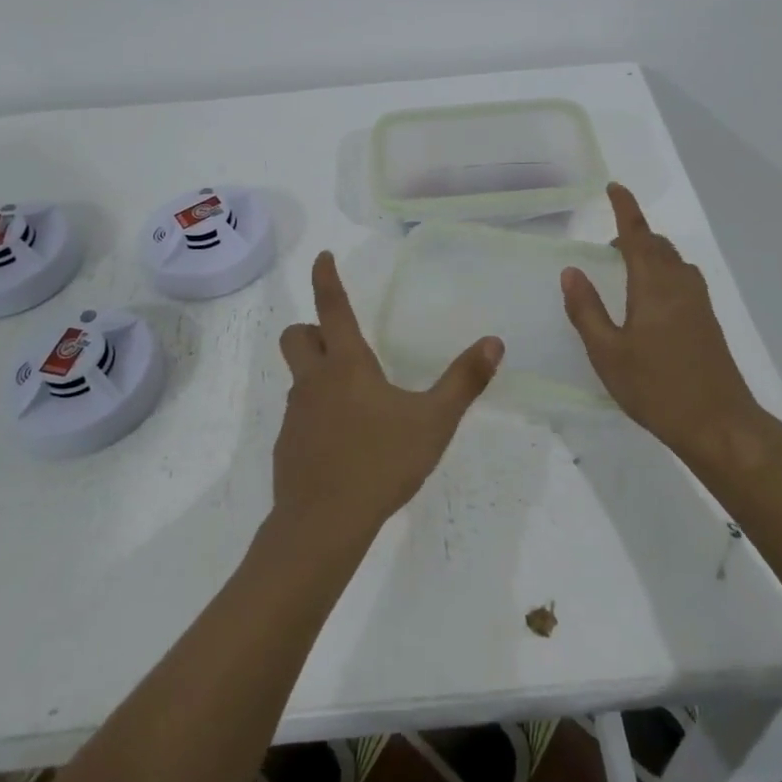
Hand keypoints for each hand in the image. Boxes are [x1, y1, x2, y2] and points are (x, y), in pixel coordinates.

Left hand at [273, 251, 503, 547]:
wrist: (323, 525)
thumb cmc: (380, 463)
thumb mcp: (433, 422)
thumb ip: (464, 381)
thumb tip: (494, 342)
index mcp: (347, 364)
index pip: (332, 307)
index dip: (326, 279)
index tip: (321, 256)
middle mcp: (314, 381)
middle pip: (296, 336)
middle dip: (311, 328)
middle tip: (337, 340)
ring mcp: (295, 414)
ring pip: (298, 377)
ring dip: (317, 374)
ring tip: (355, 401)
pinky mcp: (287, 446)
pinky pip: (299, 414)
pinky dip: (317, 414)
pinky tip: (343, 443)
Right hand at [561, 184, 769, 471]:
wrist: (720, 424)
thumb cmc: (656, 388)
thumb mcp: (607, 353)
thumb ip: (586, 310)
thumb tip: (571, 271)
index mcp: (654, 285)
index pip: (636, 235)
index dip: (625, 208)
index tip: (614, 187)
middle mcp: (680, 284)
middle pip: (656, 245)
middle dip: (633, 235)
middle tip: (608, 248)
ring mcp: (698, 302)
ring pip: (672, 261)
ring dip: (649, 254)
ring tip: (625, 270)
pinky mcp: (707, 320)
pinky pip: (682, 279)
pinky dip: (662, 272)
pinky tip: (650, 300)